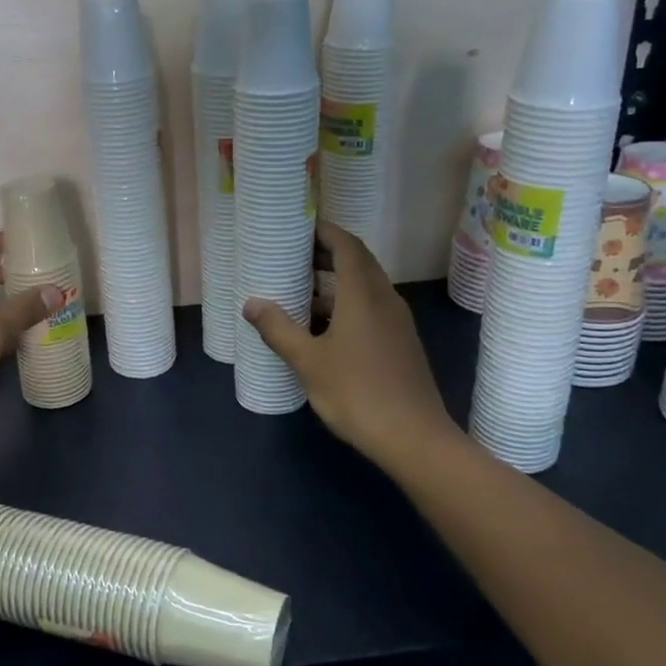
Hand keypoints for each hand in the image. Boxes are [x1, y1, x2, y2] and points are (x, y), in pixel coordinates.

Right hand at [243, 223, 454, 468]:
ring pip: (364, 287)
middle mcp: (384, 298)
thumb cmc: (357, 393)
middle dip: (326, 255)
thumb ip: (279, 329)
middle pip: (357, 262)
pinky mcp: (400, 342)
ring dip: (335, 282)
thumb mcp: (309, 362)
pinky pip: (371, 308)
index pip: (346, 245)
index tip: (299, 227)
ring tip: (300, 291)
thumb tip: (251, 304)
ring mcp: (396, 321)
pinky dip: (346, 305)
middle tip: (292, 257)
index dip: (324, 232)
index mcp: (363, 294)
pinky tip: (323, 328)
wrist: (414, 438)